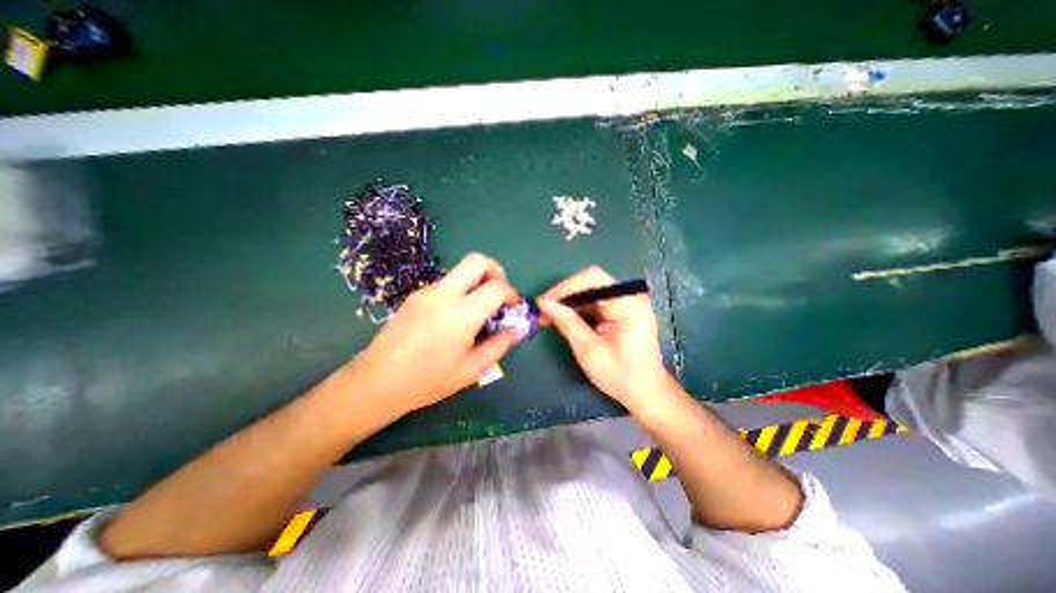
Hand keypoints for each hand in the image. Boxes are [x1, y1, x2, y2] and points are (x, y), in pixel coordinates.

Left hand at [349, 253, 519, 415]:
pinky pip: (446, 283)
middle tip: (499, 293)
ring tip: (478, 310)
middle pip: (477, 261)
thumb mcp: (471, 370)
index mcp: (460, 315)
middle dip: (496, 271)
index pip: (496, 287)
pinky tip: (455, 316)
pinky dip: (460, 290)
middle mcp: (443, 295)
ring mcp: (426, 292)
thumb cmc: (427, 381)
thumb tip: (517, 329)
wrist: (376, 382)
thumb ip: (499, 345)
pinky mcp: (415, 295)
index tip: (513, 307)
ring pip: (460, 270)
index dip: (512, 294)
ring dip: (477, 281)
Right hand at [537, 266, 676, 409]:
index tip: (544, 302)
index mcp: (628, 304)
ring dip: (568, 302)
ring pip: (590, 291)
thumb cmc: (620, 375)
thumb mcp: (589, 351)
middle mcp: (630, 296)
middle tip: (542, 310)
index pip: (593, 279)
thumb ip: (567, 323)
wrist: (645, 392)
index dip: (565, 287)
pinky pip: (595, 301)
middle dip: (564, 295)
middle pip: (591, 282)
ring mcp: (627, 302)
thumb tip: (544, 303)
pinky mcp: (622, 309)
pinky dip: (578, 308)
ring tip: (548, 316)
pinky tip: (563, 318)